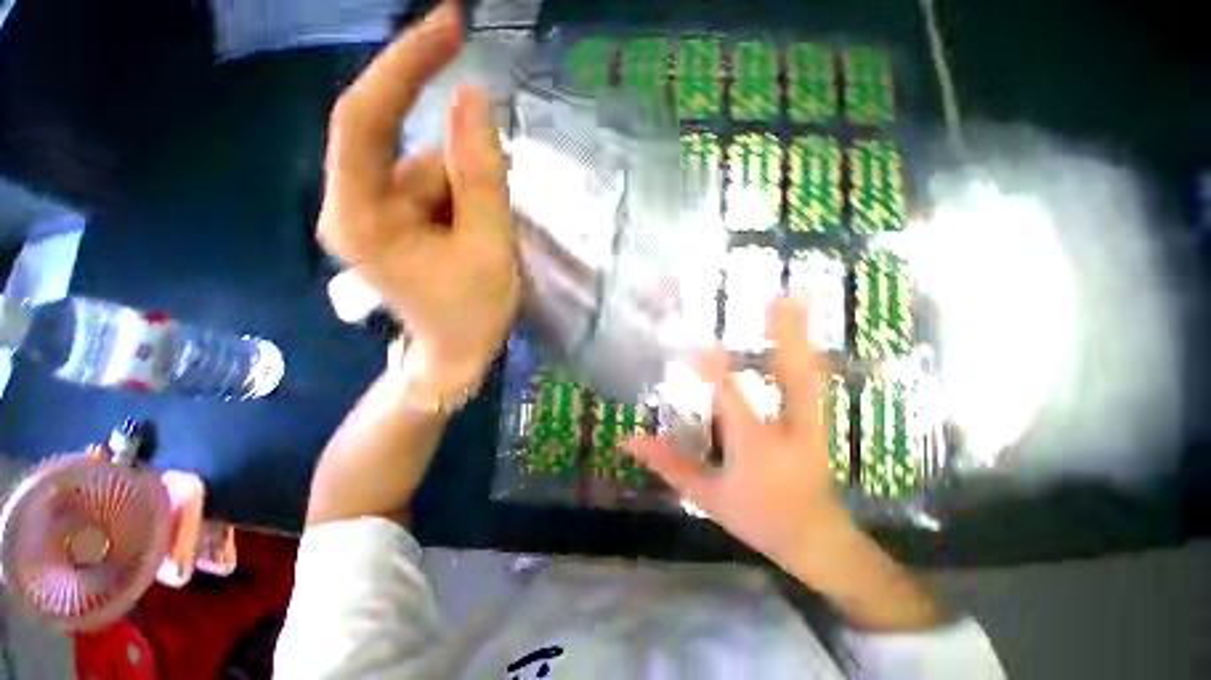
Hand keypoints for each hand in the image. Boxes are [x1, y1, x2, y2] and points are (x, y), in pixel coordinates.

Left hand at [318, 2, 519, 387]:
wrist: (455, 353)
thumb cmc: (472, 313)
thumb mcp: (489, 247)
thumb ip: (481, 176)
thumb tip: (472, 98)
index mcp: (361, 216)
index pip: (364, 116)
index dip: (406, 64)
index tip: (450, 24)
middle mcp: (353, 204)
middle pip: (411, 151)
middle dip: (464, 176)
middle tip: (492, 224)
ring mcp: (373, 210)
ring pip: (429, 170)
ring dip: (470, 196)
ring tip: (485, 244)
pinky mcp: (394, 217)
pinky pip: (434, 187)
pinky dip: (464, 202)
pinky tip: (475, 239)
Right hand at [627, 296, 853, 572]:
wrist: (816, 539)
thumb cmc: (758, 518)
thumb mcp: (707, 497)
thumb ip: (668, 465)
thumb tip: (627, 441)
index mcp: (755, 448)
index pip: (731, 402)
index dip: (716, 372)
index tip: (703, 344)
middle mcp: (789, 430)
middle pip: (791, 377)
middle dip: (785, 335)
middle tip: (780, 298)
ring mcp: (811, 424)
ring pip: (807, 373)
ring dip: (800, 334)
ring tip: (795, 299)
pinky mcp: (819, 422)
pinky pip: (812, 380)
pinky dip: (807, 352)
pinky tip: (801, 331)